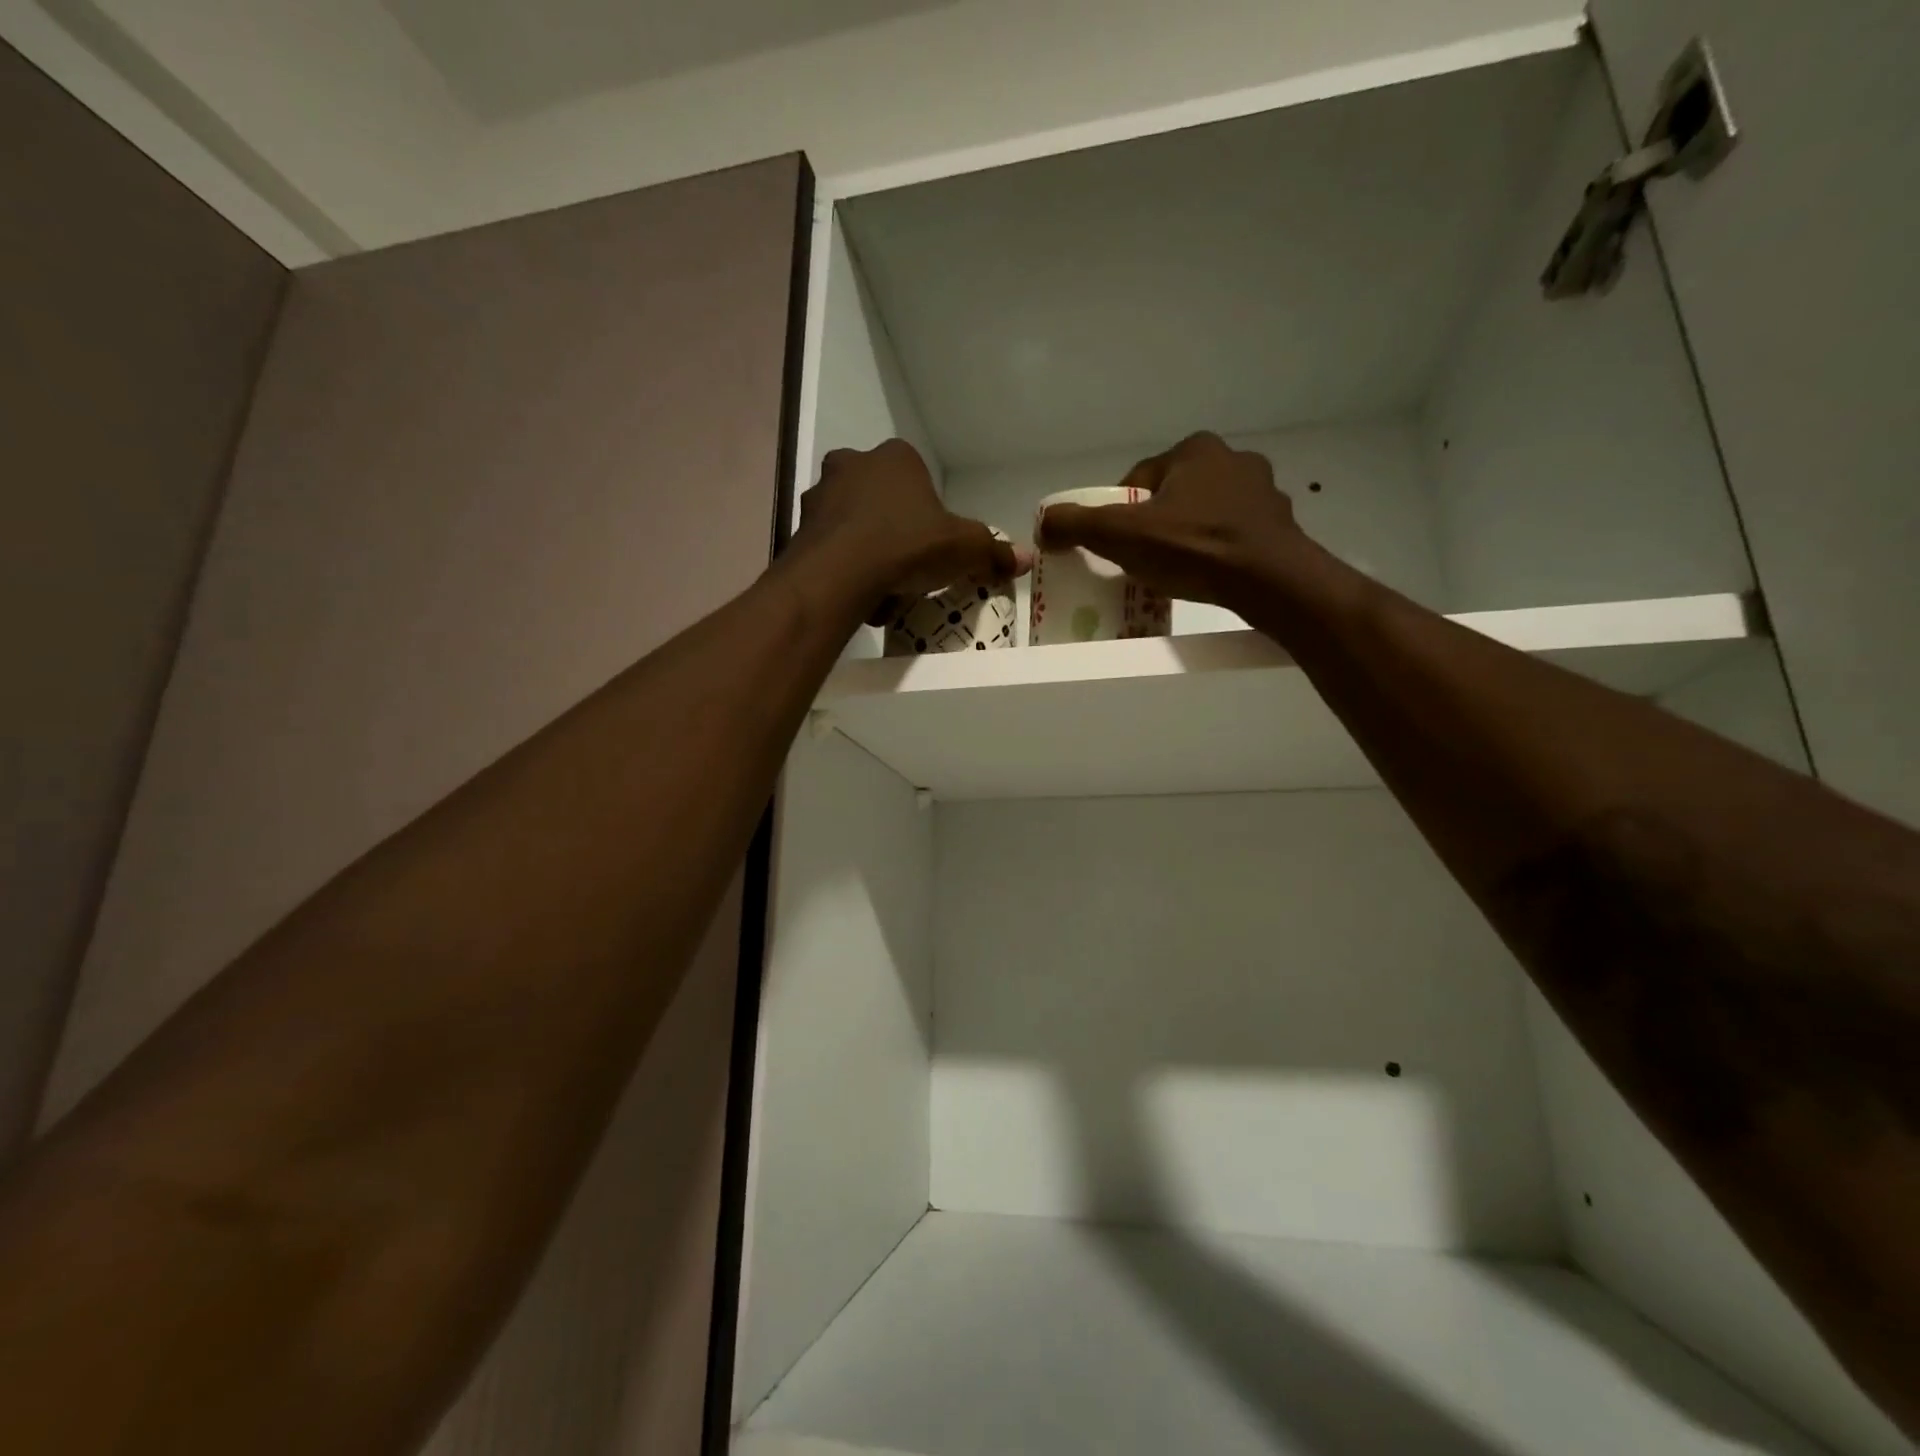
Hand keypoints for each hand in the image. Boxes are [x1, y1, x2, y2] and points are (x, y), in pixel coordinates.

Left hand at [794, 438, 1029, 622]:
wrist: (839, 576)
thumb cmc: (907, 546)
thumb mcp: (965, 549)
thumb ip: (994, 552)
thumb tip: (1026, 559)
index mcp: (895, 457)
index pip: (919, 480)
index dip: (930, 517)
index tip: (934, 549)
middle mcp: (851, 464)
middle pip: (884, 502)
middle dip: (896, 534)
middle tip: (910, 570)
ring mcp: (819, 496)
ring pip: (854, 526)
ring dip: (870, 554)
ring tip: (884, 591)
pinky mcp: (798, 530)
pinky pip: (831, 550)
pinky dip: (846, 571)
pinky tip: (859, 598)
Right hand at [1036, 433, 1307, 615]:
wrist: (1271, 581)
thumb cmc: (1194, 548)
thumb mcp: (1122, 535)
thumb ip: (1078, 524)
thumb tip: (1043, 523)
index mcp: (1195, 450)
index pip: (1139, 480)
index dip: (1119, 513)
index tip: (1114, 545)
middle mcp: (1233, 459)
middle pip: (1173, 496)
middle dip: (1154, 525)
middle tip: (1141, 561)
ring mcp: (1263, 492)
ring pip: (1206, 514)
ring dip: (1187, 537)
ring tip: (1175, 572)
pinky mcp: (1280, 524)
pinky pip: (1234, 535)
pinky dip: (1217, 551)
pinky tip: (1209, 575)